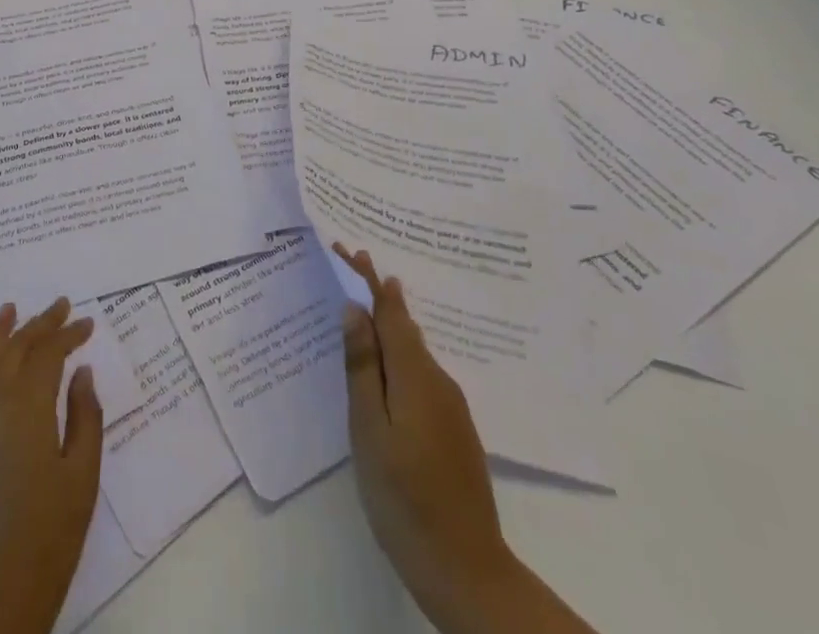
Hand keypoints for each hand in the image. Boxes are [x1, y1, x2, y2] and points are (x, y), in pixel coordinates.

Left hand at [0, 297, 103, 633]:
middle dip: (40, 324)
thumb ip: (85, 417)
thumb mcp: (81, 478)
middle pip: (15, 348)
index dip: (69, 334)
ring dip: (2, 332)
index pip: (48, 354)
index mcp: (26, 409)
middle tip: (62, 305)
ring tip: (11, 309)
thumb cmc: (46, 541)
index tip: (89, 324)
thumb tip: (81, 372)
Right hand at [336, 246, 596, 633]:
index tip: (352, 249)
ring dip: (389, 326)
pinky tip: (386, 370)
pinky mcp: (454, 429)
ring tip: (363, 312)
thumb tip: (355, 309)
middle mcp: (438, 380)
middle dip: (378, 295)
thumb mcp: (369, 429)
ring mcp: (451, 406)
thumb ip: (362, 366)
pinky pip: (421, 374)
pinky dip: (399, 357)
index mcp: (414, 374)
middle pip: (404, 326)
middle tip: (351, 267)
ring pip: (414, 351)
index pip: (390, 311)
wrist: (466, 569)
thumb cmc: (404, 496)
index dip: (370, 279)